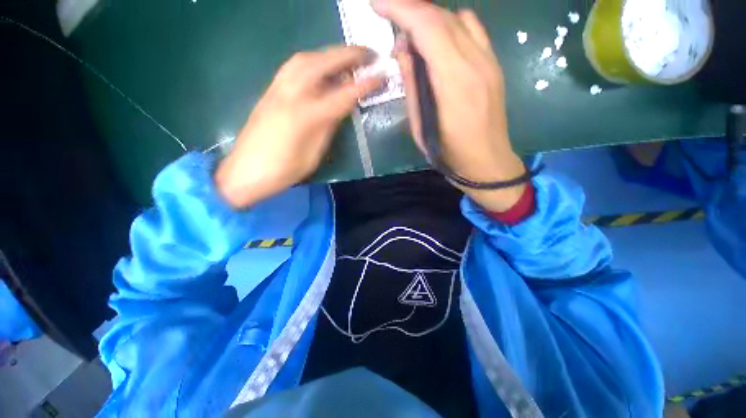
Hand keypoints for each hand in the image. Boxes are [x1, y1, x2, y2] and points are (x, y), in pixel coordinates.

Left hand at [215, 47, 382, 208]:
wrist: (245, 172)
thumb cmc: (284, 171)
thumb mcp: (314, 154)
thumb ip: (328, 127)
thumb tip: (342, 108)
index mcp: (305, 116)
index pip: (342, 94)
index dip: (364, 85)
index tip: (381, 76)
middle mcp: (290, 94)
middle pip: (321, 63)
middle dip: (348, 54)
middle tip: (368, 54)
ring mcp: (276, 89)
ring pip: (304, 59)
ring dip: (329, 53)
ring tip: (346, 58)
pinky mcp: (269, 91)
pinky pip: (293, 67)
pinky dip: (312, 61)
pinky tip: (320, 68)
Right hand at [373, 0, 526, 211]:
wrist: (487, 162)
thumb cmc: (449, 154)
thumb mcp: (420, 128)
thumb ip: (413, 87)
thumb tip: (404, 52)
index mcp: (454, 83)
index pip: (428, 28)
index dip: (401, 9)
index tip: (377, 4)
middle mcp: (476, 63)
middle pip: (442, 17)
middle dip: (411, 9)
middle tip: (388, 18)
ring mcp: (489, 61)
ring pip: (457, 19)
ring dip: (430, 20)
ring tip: (411, 36)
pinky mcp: (493, 65)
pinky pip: (471, 31)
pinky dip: (449, 27)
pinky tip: (438, 44)